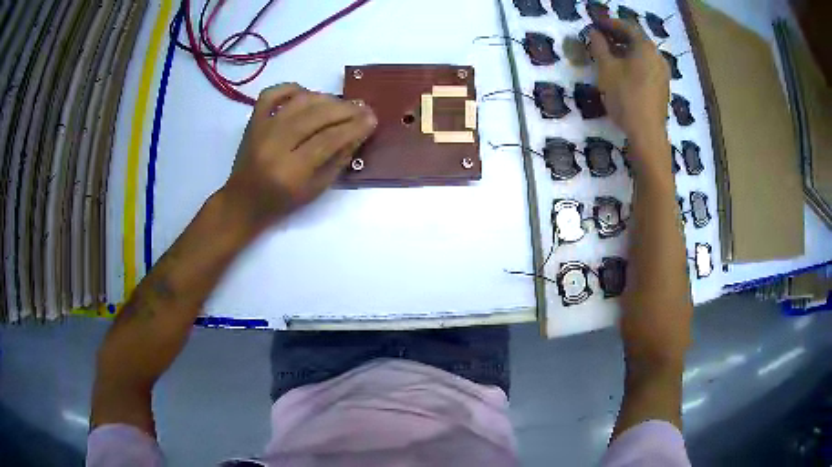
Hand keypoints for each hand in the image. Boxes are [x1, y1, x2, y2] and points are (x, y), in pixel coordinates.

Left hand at [220, 83, 376, 230]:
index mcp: (290, 171)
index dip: (353, 127)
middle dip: (345, 110)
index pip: (328, 140)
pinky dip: (292, 89)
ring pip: (299, 102)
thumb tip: (359, 132)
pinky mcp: (253, 121)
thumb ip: (338, 160)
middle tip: (363, 108)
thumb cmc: (281, 202)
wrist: (243, 201)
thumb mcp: (315, 190)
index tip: (372, 119)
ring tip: (341, 104)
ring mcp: (261, 129)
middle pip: (316, 116)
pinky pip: (273, 93)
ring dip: (326, 99)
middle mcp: (274, 146)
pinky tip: (307, 95)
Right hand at [589, 19, 669, 167]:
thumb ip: (599, 46)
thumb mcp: (606, 68)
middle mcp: (657, 56)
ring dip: (625, 50)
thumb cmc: (626, 97)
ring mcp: (663, 73)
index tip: (595, 24)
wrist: (647, 134)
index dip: (609, 23)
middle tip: (600, 38)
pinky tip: (622, 71)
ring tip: (608, 55)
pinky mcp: (662, 87)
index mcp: (646, 47)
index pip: (627, 26)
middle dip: (617, 36)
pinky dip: (633, 62)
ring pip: (642, 54)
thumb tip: (594, 33)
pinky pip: (646, 66)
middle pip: (636, 39)